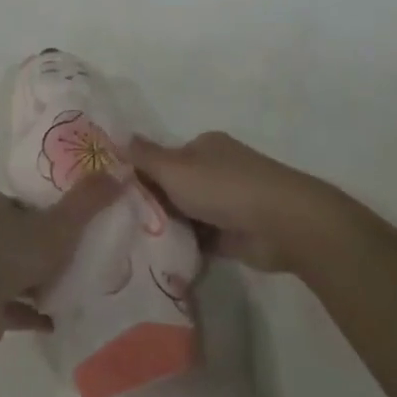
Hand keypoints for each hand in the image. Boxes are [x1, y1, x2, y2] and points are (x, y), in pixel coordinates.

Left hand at [0, 174, 121, 348]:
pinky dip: (28, 312)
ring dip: (35, 283)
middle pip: (17, 237)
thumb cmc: (11, 253)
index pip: (25, 204)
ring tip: (66, 291)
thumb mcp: (60, 224)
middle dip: (42, 251)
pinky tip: (52, 321)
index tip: (72, 230)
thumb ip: (89, 201)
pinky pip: (6, 305)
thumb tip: (120, 172)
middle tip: (73, 261)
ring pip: (10, 272)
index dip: (49, 214)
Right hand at [125, 131, 363, 273]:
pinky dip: (186, 247)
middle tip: (120, 224)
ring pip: (187, 215)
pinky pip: (202, 240)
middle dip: (153, 205)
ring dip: (169, 229)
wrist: (281, 224)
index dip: (141, 174)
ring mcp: (228, 203)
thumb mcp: (176, 168)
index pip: (164, 158)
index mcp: (204, 147)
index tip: (115, 195)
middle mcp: (216, 170)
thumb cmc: (224, 187)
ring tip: (133, 246)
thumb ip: (146, 157)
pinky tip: (159, 260)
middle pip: (175, 187)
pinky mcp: (235, 234)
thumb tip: (120, 137)